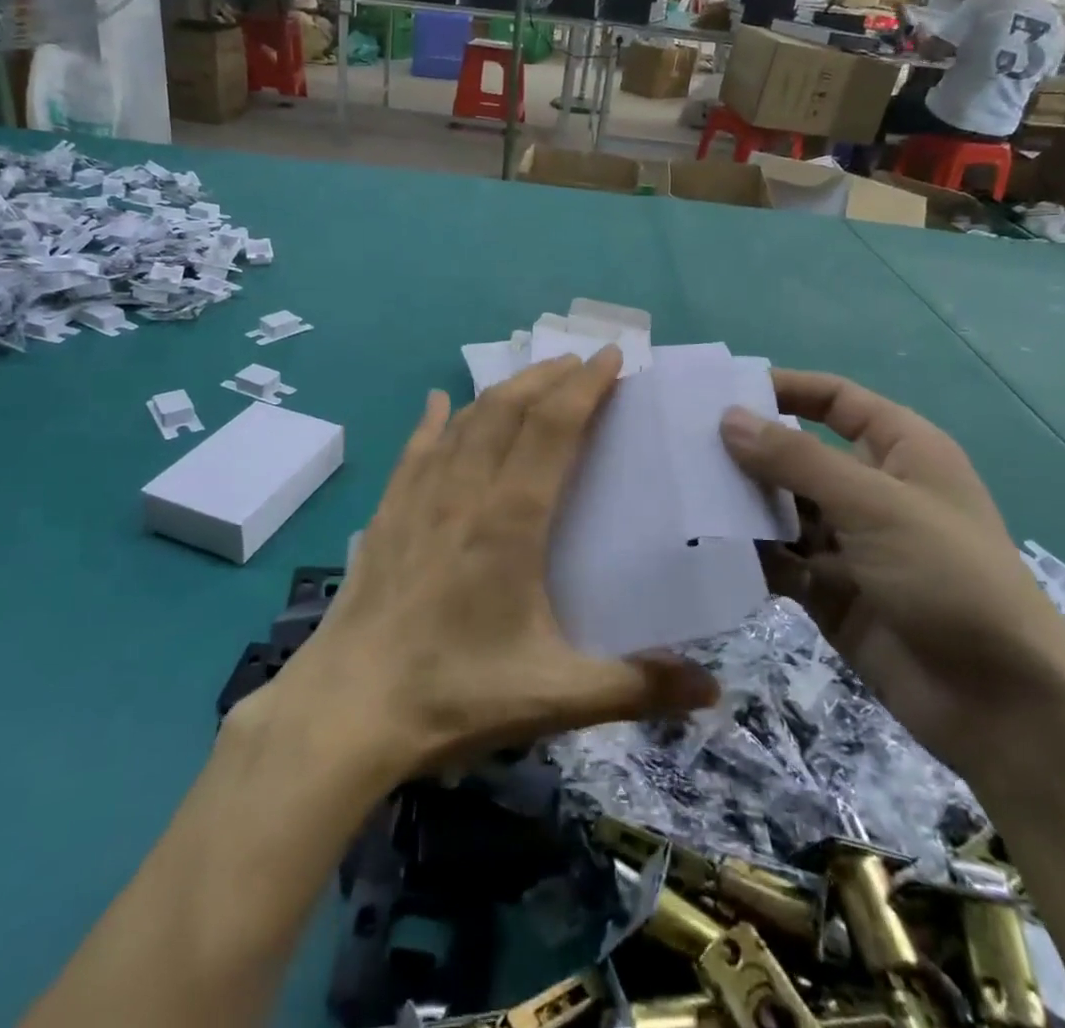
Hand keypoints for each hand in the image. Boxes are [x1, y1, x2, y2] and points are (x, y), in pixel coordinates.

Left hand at [263, 349, 718, 777]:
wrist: (349, 708)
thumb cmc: (455, 694)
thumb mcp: (555, 697)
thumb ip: (637, 687)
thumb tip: (715, 689)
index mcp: (511, 521)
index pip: (554, 428)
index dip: (586, 386)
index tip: (612, 356)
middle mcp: (465, 491)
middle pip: (510, 409)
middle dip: (549, 376)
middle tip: (581, 360)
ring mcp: (419, 497)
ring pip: (466, 420)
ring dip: (503, 389)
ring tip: (531, 376)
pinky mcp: (388, 512)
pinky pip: (416, 448)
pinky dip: (435, 419)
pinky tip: (440, 402)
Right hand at [720, 371, 1064, 776]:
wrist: (1003, 707)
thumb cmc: (950, 579)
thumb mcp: (874, 505)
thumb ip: (797, 460)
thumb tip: (729, 417)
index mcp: (901, 453)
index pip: (836, 402)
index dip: (786, 390)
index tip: (723, 392)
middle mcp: (872, 491)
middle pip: (799, 455)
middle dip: (748, 452)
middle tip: (682, 447)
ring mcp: (850, 544)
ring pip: (783, 509)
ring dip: (742, 505)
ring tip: (683, 495)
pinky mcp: (830, 590)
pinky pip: (780, 559)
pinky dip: (749, 553)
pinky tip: (705, 548)